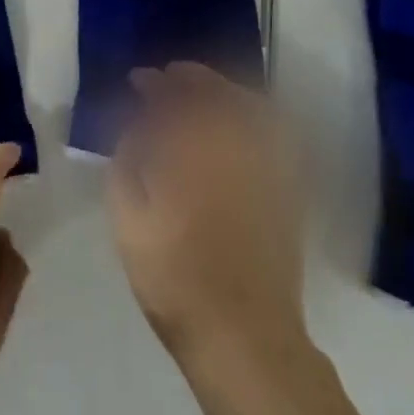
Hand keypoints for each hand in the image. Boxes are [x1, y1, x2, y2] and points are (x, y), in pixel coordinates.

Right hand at [108, 63, 307, 363]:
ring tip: (201, 93)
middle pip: (216, 93)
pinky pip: (274, 133)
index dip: (154, 84)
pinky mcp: (287, 189)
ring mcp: (267, 167)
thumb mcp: (129, 223)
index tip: (139, 80)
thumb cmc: (175, 280)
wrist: (244, 337)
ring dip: (223, 90)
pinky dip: (255, 115)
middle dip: (189, 78)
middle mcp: (233, 149)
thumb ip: (126, 164)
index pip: (172, 98)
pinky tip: (237, 121)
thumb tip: (135, 130)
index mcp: (190, 153)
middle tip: (169, 77)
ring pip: (250, 106)